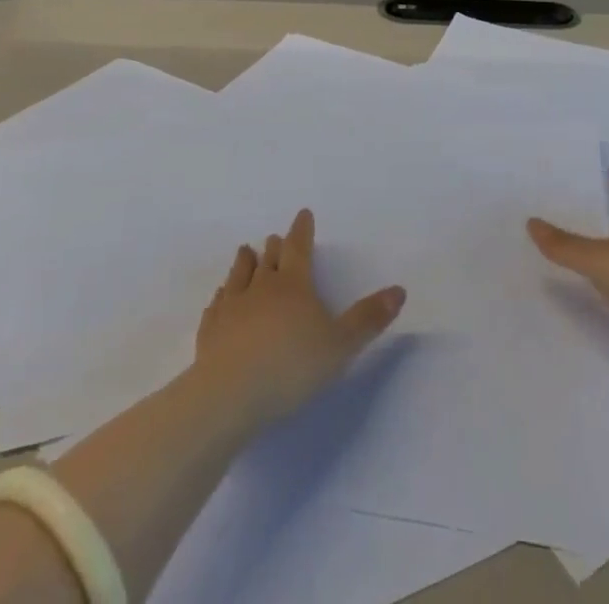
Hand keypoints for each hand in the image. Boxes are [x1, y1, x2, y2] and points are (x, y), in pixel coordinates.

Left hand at [194, 208, 405, 426]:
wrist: (229, 395)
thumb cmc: (291, 366)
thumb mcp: (340, 346)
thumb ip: (368, 319)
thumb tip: (399, 289)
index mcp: (294, 285)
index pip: (299, 248)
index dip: (302, 230)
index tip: (303, 213)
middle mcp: (261, 287)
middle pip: (269, 259)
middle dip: (275, 247)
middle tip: (275, 237)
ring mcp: (232, 307)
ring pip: (240, 274)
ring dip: (245, 262)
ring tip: (246, 251)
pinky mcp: (210, 331)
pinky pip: (217, 304)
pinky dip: (222, 295)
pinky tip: (220, 297)